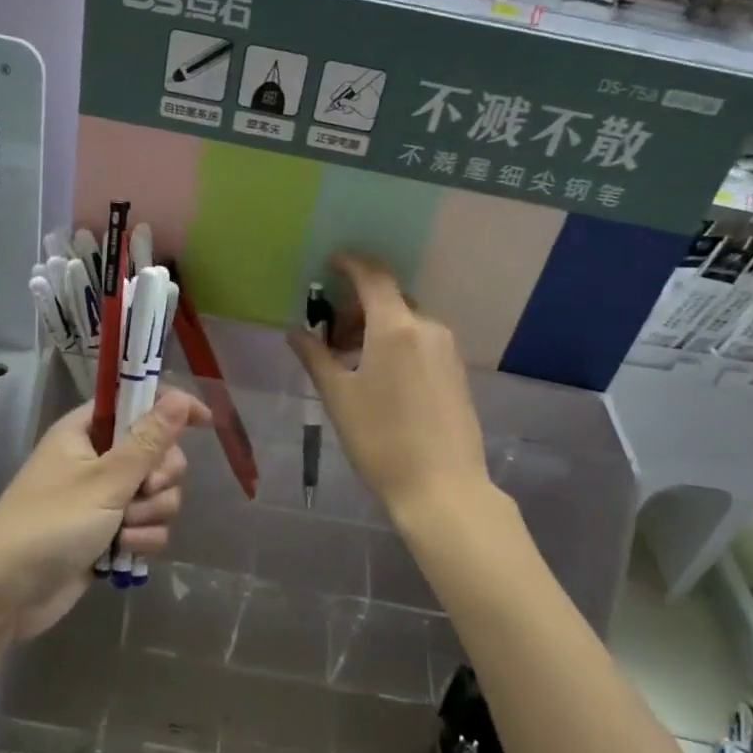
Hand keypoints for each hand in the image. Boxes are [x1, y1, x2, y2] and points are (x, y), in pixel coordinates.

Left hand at [0, 389, 208, 638]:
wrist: (1, 596)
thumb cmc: (48, 525)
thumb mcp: (103, 481)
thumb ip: (147, 441)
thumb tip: (180, 398)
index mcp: (87, 431)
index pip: (139, 401)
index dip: (172, 407)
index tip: (204, 421)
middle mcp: (98, 458)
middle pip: (159, 453)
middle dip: (160, 477)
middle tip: (141, 491)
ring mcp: (105, 498)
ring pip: (159, 493)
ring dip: (150, 514)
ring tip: (122, 532)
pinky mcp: (110, 533)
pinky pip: (149, 525)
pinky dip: (142, 539)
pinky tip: (121, 554)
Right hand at [288, 254, 487, 518]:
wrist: (443, 488)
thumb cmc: (381, 440)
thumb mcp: (338, 397)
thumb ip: (315, 356)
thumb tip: (296, 331)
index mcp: (396, 327)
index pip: (372, 277)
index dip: (349, 264)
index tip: (329, 265)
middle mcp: (427, 327)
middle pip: (389, 299)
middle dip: (357, 307)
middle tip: (329, 335)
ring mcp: (447, 349)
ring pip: (406, 321)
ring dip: (376, 327)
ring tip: (350, 361)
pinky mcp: (456, 370)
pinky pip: (421, 341)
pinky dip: (396, 343)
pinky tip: (380, 376)